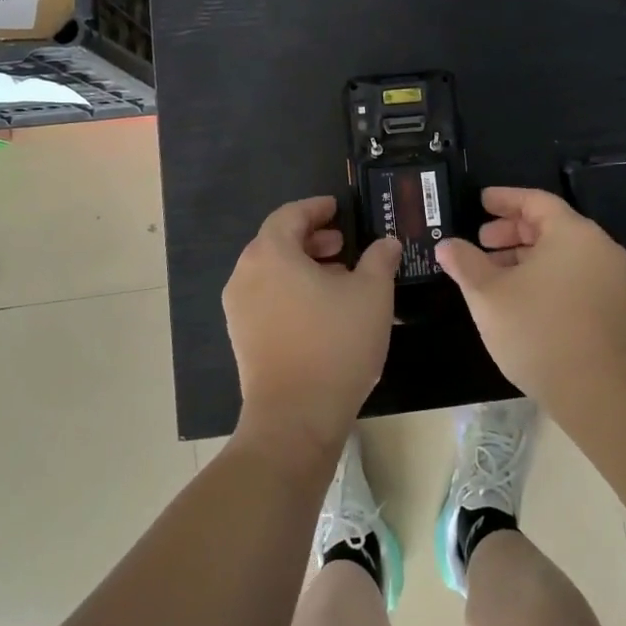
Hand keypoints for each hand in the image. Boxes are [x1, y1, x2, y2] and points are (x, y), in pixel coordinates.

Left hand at [223, 197, 402, 457]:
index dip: (316, 208)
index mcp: (271, 253)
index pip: (289, 215)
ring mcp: (239, 308)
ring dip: (303, 266)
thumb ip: (380, 259)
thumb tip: (386, 243)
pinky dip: (291, 290)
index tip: (337, 208)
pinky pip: (266, 298)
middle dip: (311, 239)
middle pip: (277, 242)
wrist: (295, 417)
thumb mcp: (372, 294)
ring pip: (271, 272)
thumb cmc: (335, 344)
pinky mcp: (242, 337)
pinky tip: (322, 310)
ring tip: (339, 278)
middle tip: (343, 245)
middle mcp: (246, 274)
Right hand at [435, 187, 625, 413]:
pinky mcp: (612, 307)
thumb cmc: (538, 330)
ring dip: (524, 256)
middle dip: (511, 231)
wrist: (598, 392)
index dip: (504, 199)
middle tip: (480, 241)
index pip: (535, 201)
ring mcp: (610, 278)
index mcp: (572, 233)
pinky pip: (573, 274)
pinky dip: (544, 275)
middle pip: (550, 225)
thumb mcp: (488, 294)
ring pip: (561, 253)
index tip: (480, 201)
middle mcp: (598, 248)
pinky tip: (518, 297)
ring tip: (492, 273)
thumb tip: (446, 245)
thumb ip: (464, 263)